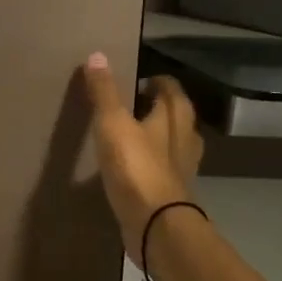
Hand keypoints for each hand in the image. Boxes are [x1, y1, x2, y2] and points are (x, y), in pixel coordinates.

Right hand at [80, 51, 202, 261]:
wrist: (155, 225)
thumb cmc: (136, 168)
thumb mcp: (112, 124)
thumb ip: (104, 92)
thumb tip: (97, 55)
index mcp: (174, 117)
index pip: (170, 88)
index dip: (155, 81)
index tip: (136, 80)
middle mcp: (184, 139)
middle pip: (177, 115)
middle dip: (159, 107)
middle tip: (133, 103)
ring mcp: (182, 168)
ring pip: (173, 143)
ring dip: (158, 135)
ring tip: (133, 133)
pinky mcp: (173, 193)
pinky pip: (164, 169)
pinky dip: (152, 162)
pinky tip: (134, 167)